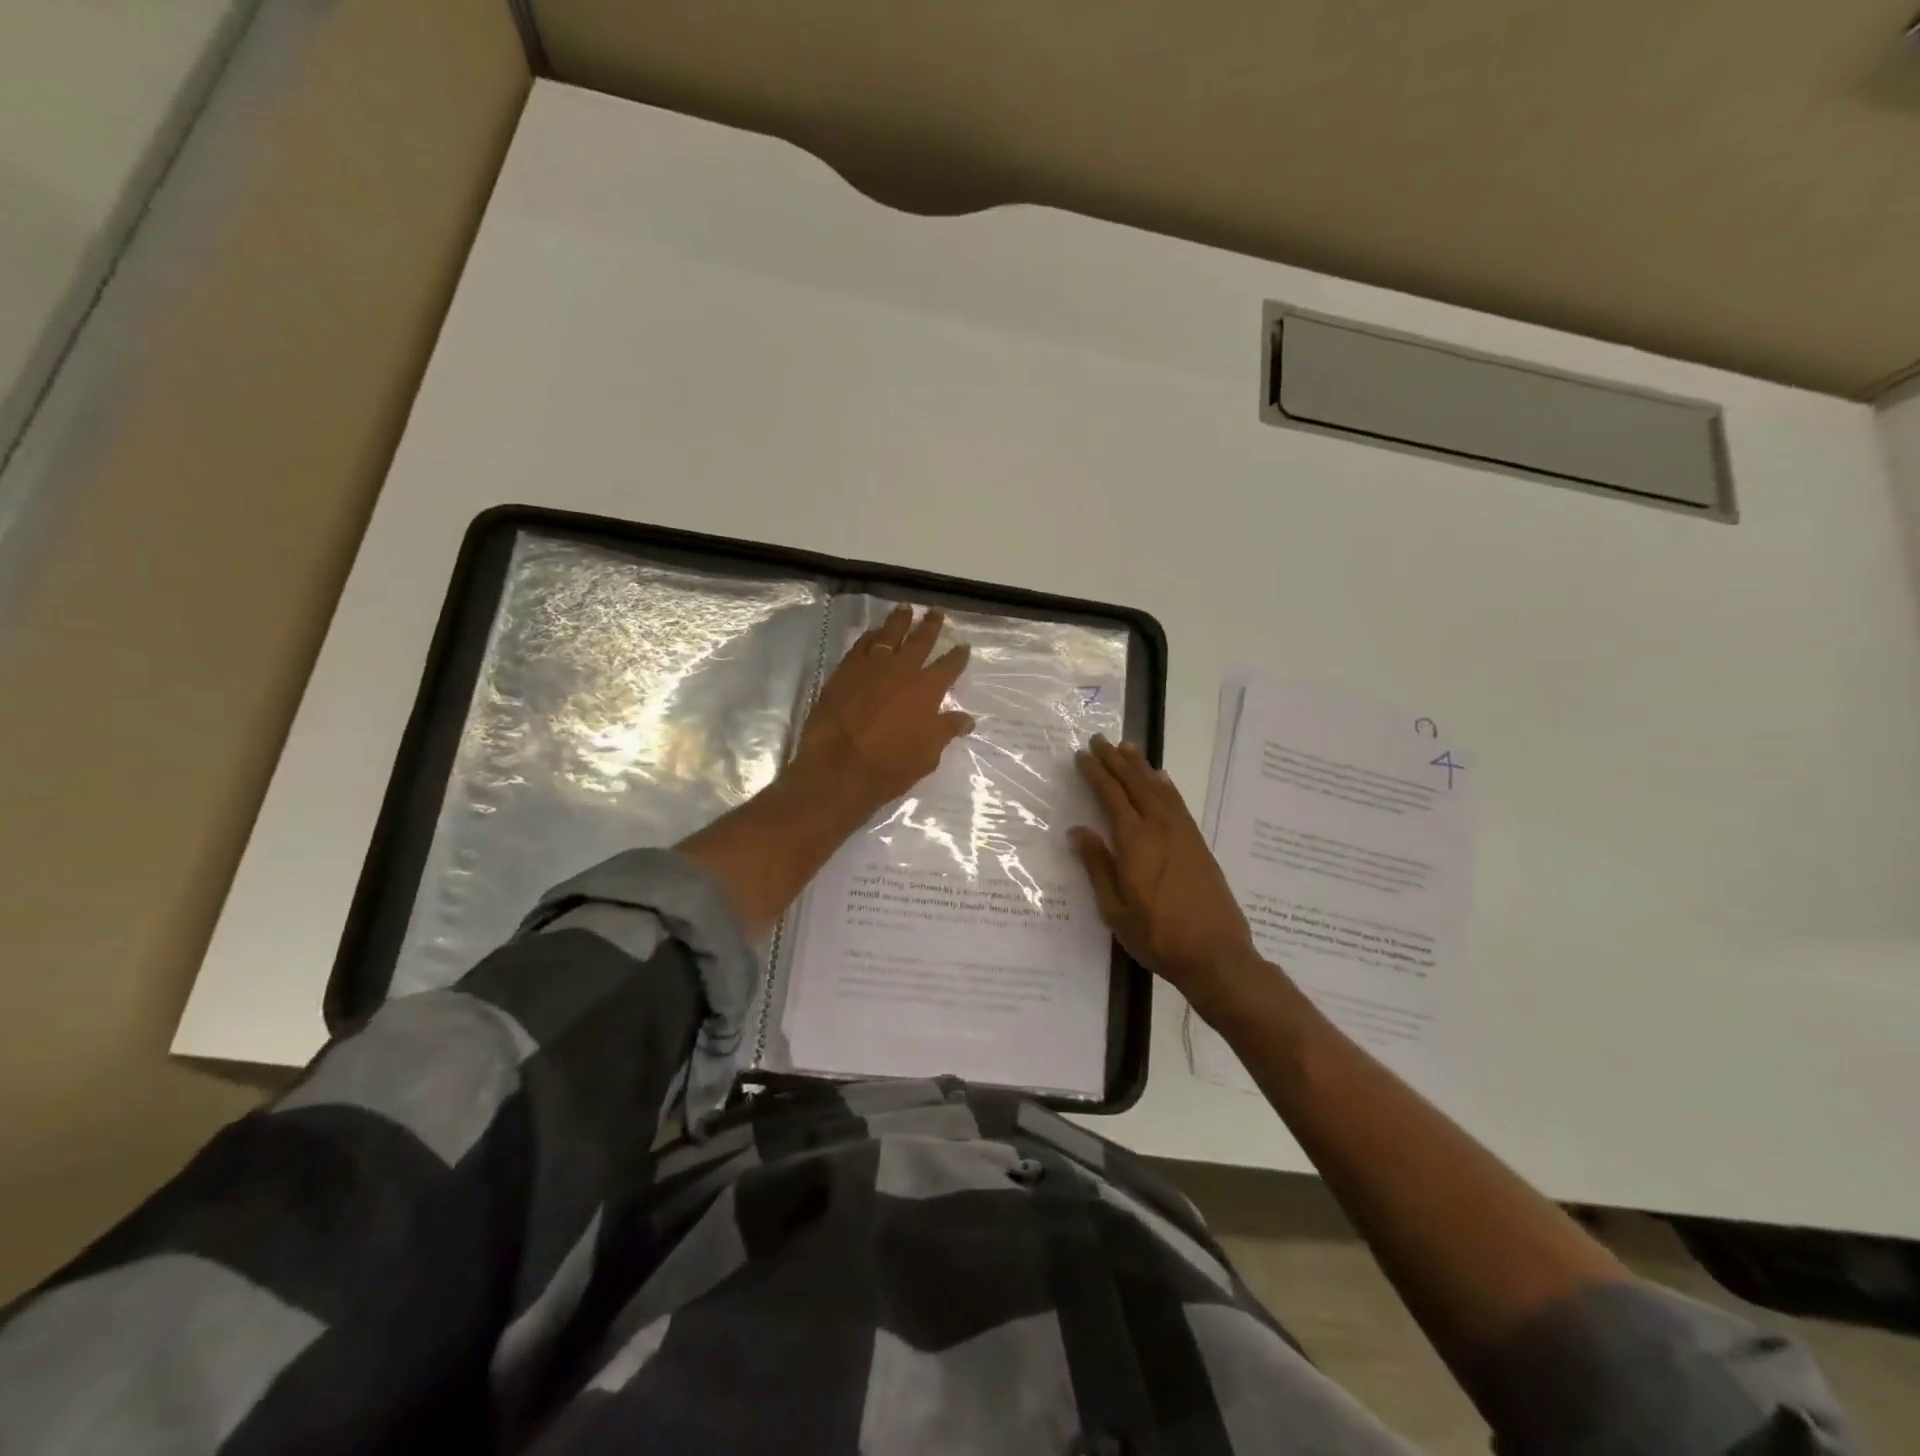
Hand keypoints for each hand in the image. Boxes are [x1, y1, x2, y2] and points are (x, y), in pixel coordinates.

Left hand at [792, 604, 974, 818]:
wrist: (839, 766)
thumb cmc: (890, 766)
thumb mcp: (928, 755)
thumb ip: (946, 731)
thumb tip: (967, 719)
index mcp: (928, 689)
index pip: (949, 666)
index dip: (958, 656)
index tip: (963, 646)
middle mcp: (902, 670)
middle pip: (920, 640)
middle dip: (931, 626)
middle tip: (936, 612)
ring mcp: (871, 667)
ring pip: (889, 635)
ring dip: (899, 621)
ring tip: (905, 608)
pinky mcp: (845, 671)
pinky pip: (861, 645)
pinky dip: (870, 636)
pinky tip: (874, 632)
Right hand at [1070, 736, 1262, 1003]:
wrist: (1216, 954)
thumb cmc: (1157, 935)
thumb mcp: (1115, 909)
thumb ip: (1097, 866)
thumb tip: (1078, 831)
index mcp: (1135, 842)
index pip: (1111, 796)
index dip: (1096, 773)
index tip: (1082, 756)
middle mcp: (1160, 828)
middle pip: (1135, 784)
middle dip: (1116, 760)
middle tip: (1100, 740)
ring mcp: (1183, 833)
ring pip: (1158, 788)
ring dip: (1140, 766)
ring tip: (1127, 748)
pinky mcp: (1198, 843)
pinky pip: (1177, 802)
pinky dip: (1164, 785)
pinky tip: (1160, 779)